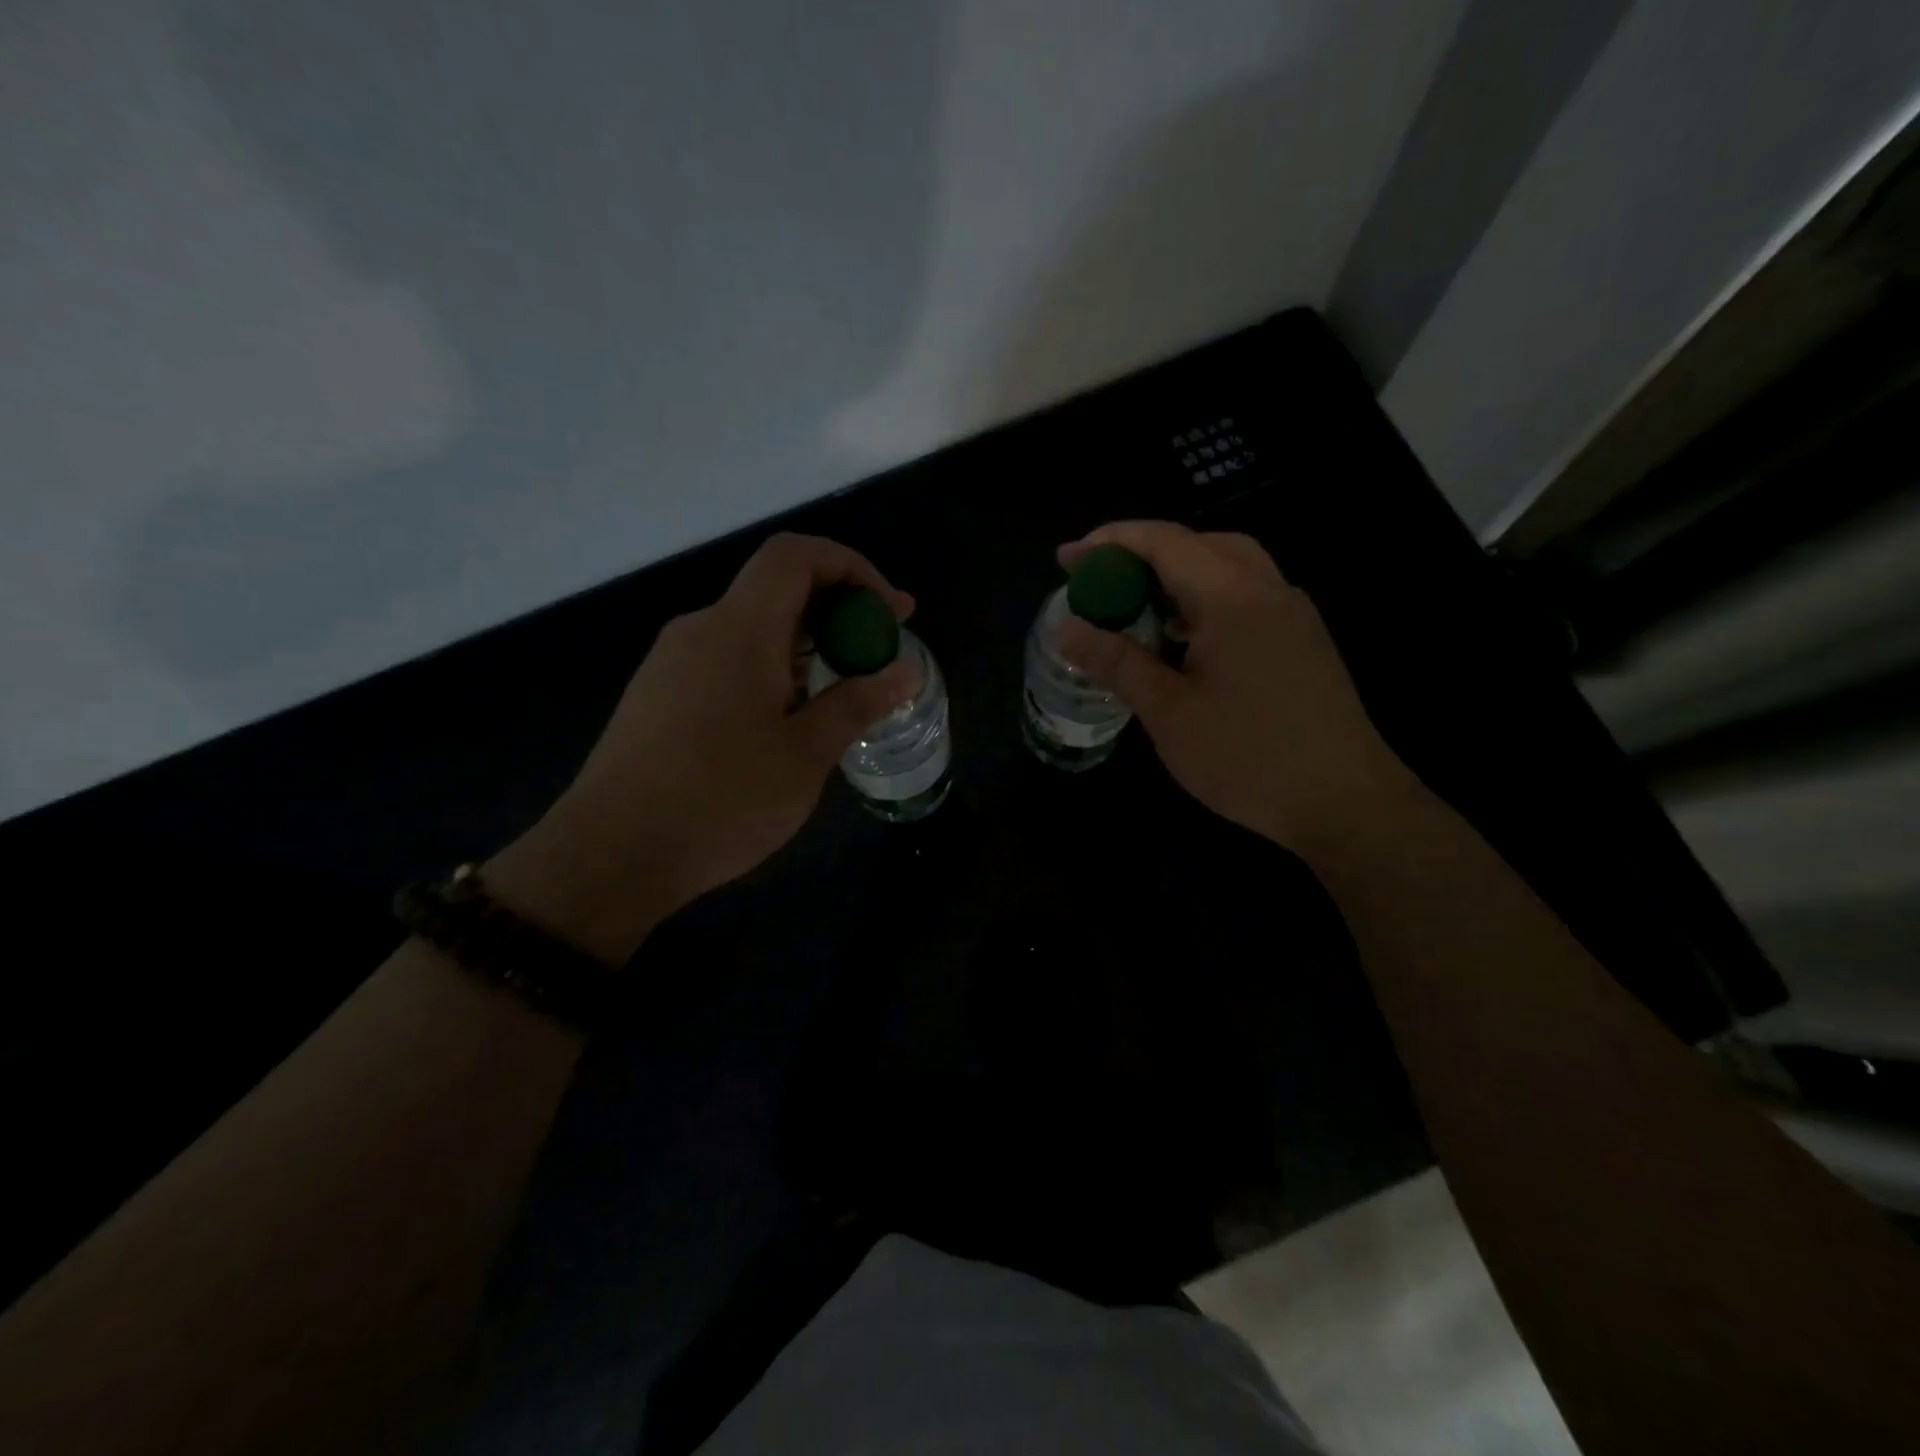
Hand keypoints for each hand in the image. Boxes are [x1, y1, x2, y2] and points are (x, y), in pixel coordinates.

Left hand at [490, 534, 917, 960]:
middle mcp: (701, 629)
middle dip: (839, 610)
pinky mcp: (658, 695)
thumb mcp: (805, 756)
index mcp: (739, 629)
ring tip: (844, 691)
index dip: (851, 567)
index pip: (796, 555)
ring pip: (752, 628)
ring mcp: (672, 662)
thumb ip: (857, 703)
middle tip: (881, 652)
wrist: (610, 855)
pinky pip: (726, 658)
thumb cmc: (720, 801)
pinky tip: (788, 718)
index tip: (887, 612)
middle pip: (777, 589)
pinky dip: (771, 667)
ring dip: (806, 644)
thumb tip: (905, 670)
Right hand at [1055, 521, 1418, 853]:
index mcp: (1233, 598)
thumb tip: (1067, 630)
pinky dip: (1206, 600)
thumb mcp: (1169, 713)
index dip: (1109, 543)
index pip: (1165, 542)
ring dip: (1178, 575)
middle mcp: (1269, 590)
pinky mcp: (1303, 642)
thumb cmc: (1248, 757)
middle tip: (1102, 580)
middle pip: (1201, 543)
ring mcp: (1293, 615)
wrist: (1346, 803)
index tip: (1066, 559)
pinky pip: (1247, 597)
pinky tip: (1183, 641)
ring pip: (1229, 567)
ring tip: (1137, 607)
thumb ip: (1118, 663)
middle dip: (1144, 553)